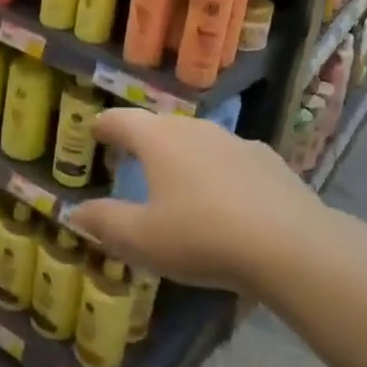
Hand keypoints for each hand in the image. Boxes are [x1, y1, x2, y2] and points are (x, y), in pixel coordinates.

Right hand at [66, 108, 324, 293]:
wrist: (292, 246)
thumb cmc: (202, 237)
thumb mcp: (142, 240)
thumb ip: (104, 223)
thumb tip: (74, 213)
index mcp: (157, 139)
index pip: (120, 120)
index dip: (103, 126)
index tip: (94, 132)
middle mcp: (193, 128)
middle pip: (158, 126)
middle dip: (142, 140)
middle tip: (131, 159)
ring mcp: (235, 141)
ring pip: (197, 139)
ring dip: (182, 154)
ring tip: (177, 180)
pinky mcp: (268, 160)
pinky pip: (230, 158)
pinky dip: (218, 170)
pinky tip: (225, 197)